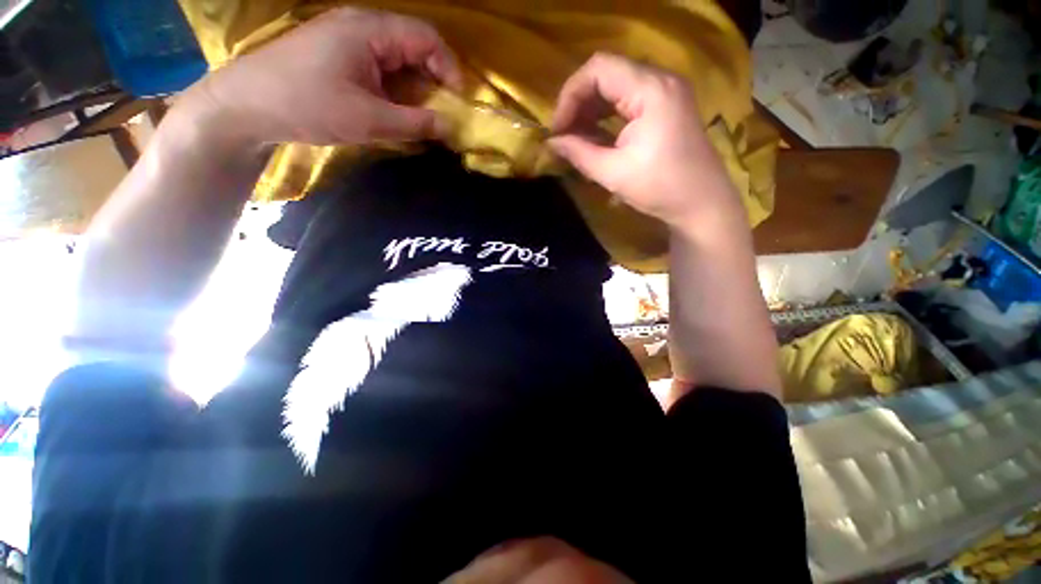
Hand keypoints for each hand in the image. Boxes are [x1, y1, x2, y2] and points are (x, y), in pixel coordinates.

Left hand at [190, 8, 461, 147]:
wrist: (248, 105)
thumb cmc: (308, 106)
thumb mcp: (369, 121)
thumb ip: (415, 124)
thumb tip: (450, 127)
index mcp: (371, 31)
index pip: (427, 38)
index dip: (450, 68)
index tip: (459, 101)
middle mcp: (363, 27)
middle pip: (414, 47)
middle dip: (434, 81)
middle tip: (443, 114)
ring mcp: (349, 40)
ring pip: (398, 60)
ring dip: (415, 88)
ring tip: (421, 117)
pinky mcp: (340, 56)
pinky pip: (380, 68)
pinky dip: (396, 90)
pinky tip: (395, 110)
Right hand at [548, 53, 740, 229]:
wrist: (701, 202)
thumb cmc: (660, 189)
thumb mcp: (613, 173)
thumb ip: (579, 154)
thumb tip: (552, 143)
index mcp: (651, 90)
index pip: (599, 69)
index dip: (570, 95)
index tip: (558, 129)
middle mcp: (661, 80)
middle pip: (607, 73)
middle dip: (578, 102)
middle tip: (563, 134)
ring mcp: (666, 91)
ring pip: (616, 85)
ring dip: (590, 109)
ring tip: (575, 137)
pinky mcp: (666, 105)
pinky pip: (628, 98)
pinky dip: (606, 114)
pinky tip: (594, 135)